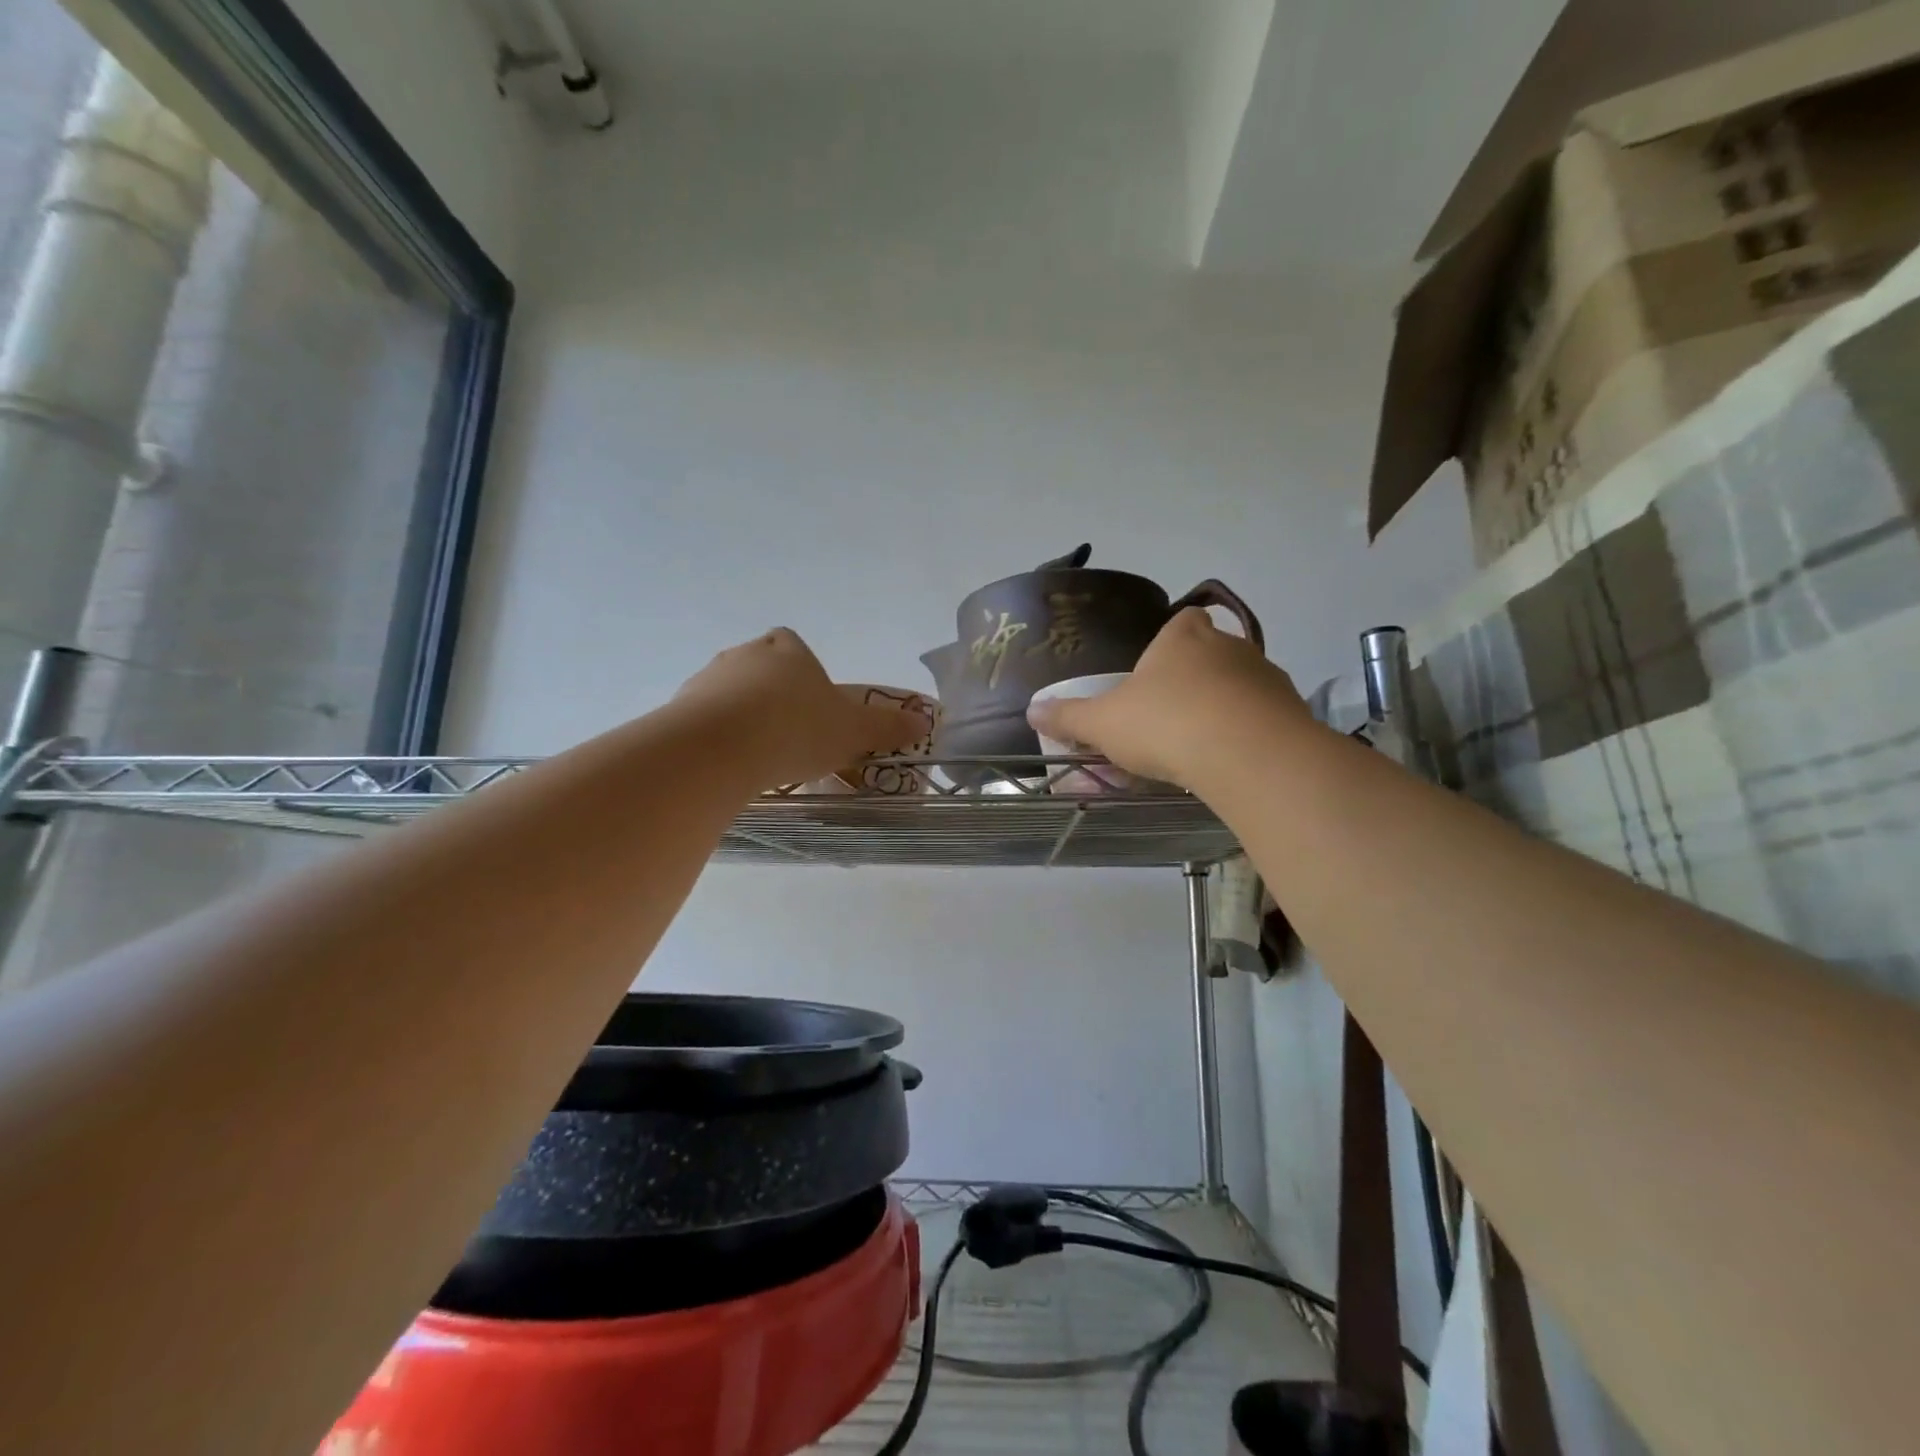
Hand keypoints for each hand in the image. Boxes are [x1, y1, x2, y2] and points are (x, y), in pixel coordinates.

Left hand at [676, 628, 928, 789]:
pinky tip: (731, 764)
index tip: (812, 701)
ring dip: (743, 714)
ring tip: (760, 754)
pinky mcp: (680, 708)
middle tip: (791, 732)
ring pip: (730, 693)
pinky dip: (717, 735)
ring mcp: (707, 679)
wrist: (721, 748)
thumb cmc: (797, 729)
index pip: (793, 644)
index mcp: (787, 649)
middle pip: (761, 667)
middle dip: (773, 693)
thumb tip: (925, 722)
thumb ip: (886, 726)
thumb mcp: (853, 731)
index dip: (803, 668)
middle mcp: (745, 654)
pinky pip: (704, 718)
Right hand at [1025, 608, 1308, 788]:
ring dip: (1225, 706)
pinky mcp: (1291, 711)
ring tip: (1202, 745)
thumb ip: (1069, 717)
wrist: (1245, 754)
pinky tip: (1231, 761)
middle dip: (1195, 679)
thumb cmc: (1165, 724)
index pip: (1182, 621)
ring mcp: (1266, 677)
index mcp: (1182, 639)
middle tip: (1172, 716)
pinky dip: (1249, 732)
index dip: (1171, 641)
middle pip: (1212, 653)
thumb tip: (1032, 710)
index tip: (1158, 670)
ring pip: (1241, 686)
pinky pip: (1264, 717)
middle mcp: (1229, 648)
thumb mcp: (1104, 724)